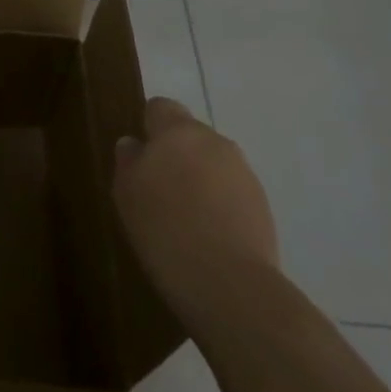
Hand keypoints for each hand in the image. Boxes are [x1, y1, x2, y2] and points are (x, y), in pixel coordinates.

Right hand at [113, 97, 278, 309]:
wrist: (229, 284)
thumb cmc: (164, 227)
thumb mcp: (126, 192)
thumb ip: (129, 160)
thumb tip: (134, 144)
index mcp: (178, 131)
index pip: (161, 107)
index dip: (149, 126)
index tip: (140, 155)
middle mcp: (216, 142)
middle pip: (191, 136)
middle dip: (177, 154)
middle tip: (158, 188)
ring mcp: (245, 174)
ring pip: (214, 164)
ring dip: (200, 179)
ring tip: (185, 216)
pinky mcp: (263, 207)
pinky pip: (232, 192)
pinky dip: (220, 204)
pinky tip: (208, 235)